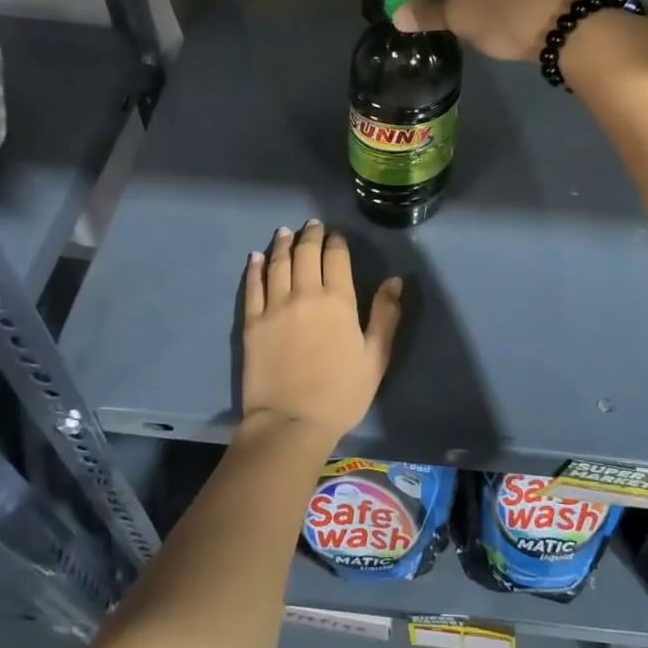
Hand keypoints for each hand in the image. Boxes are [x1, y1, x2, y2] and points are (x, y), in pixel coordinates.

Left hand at [241, 220, 401, 444]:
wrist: (291, 422)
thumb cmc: (341, 394)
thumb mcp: (376, 358)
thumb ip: (385, 316)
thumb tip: (395, 281)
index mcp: (338, 301)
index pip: (335, 257)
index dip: (336, 242)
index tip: (336, 235)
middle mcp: (305, 294)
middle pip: (305, 253)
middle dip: (310, 236)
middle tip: (312, 225)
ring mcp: (274, 307)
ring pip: (278, 263)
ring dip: (282, 244)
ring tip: (285, 232)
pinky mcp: (252, 323)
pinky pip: (253, 287)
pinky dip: (255, 268)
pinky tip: (256, 257)